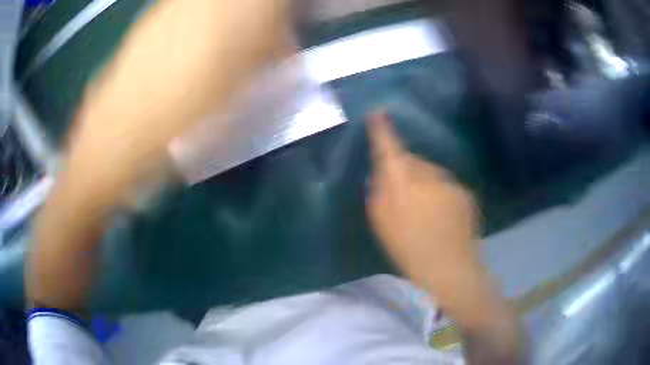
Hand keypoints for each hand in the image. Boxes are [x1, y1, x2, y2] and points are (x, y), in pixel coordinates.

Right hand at [366, 111, 478, 290]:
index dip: (383, 131)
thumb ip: (379, 193)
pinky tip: (443, 217)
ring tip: (426, 213)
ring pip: (431, 173)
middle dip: (406, 170)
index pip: (390, 149)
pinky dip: (441, 193)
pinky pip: (446, 185)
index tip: (378, 113)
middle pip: (412, 160)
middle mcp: (427, 174)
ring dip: (425, 183)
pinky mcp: (465, 192)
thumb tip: (383, 174)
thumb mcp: (382, 224)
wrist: (451, 269)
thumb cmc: (409, 250)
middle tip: (404, 197)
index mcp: (402, 183)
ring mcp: (449, 182)